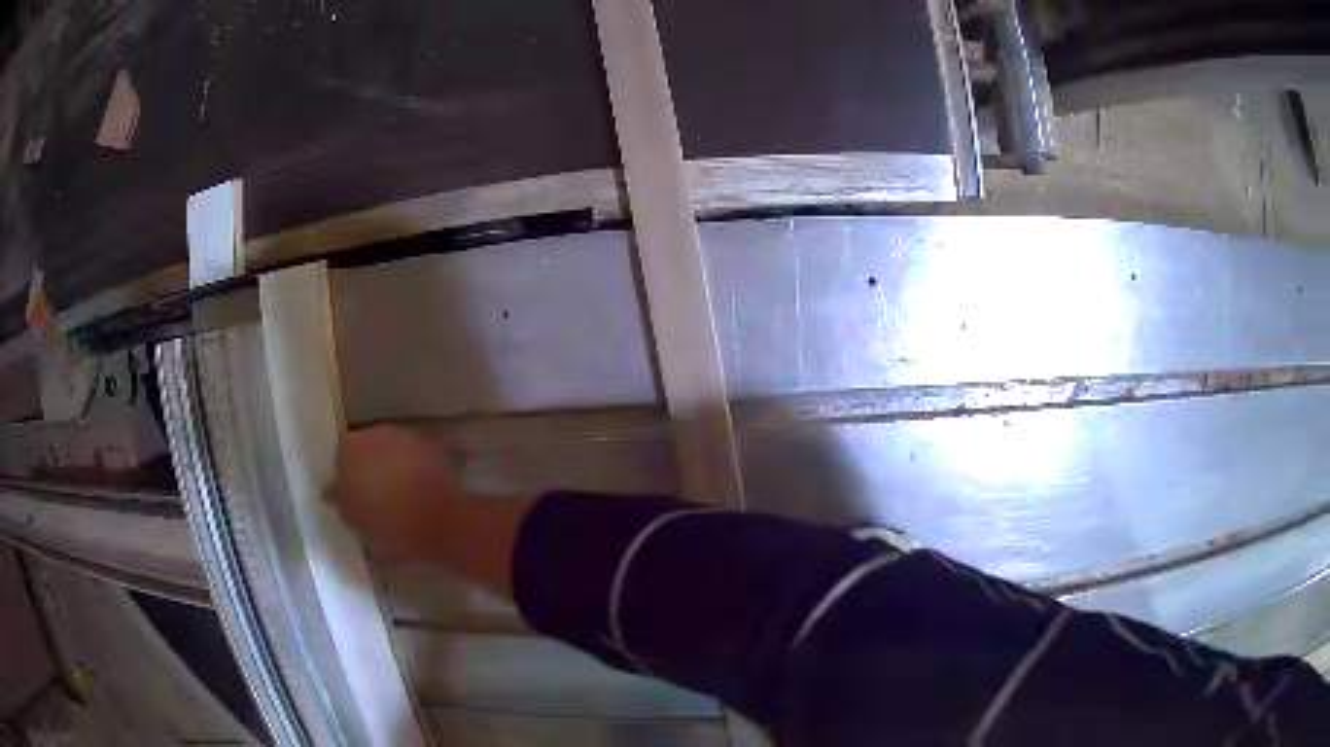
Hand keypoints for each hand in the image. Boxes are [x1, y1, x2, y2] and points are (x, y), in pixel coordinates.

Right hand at [328, 425, 457, 561]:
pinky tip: (419, 494)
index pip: (340, 457)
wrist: (439, 520)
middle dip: (369, 468)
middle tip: (374, 497)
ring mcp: (407, 437)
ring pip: (392, 452)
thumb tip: (332, 490)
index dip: (346, 477)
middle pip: (367, 449)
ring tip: (399, 498)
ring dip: (393, 468)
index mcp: (349, 447)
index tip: (352, 497)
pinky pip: (415, 459)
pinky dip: (414, 471)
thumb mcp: (353, 520)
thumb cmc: (387, 522)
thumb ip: (340, 500)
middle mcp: (376, 432)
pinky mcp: (433, 448)